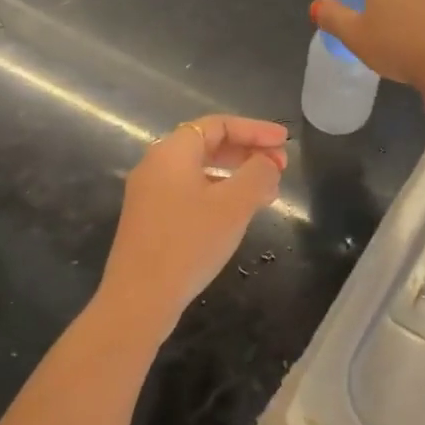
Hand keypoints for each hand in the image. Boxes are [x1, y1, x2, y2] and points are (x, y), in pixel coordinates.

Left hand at [95, 115, 287, 340]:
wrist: (139, 299)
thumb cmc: (189, 243)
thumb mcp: (234, 205)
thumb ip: (257, 174)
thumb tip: (268, 162)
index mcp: (172, 152)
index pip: (219, 125)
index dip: (255, 130)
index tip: (285, 143)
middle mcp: (156, 165)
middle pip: (208, 144)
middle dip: (248, 152)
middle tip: (280, 167)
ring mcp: (149, 194)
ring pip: (201, 171)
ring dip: (237, 175)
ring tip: (268, 192)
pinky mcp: (150, 220)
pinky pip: (191, 192)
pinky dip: (219, 194)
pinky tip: (239, 214)